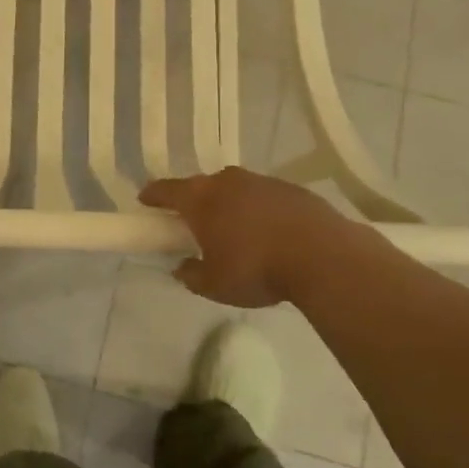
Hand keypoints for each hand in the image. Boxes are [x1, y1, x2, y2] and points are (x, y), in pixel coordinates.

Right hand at [139, 168, 348, 306]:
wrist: (323, 255)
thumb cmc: (257, 269)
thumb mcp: (215, 285)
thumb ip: (192, 275)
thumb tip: (182, 268)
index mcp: (200, 199)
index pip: (166, 190)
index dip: (153, 195)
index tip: (145, 200)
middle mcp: (227, 181)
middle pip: (201, 186)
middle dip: (193, 201)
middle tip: (192, 222)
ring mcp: (260, 181)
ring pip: (234, 189)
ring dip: (229, 204)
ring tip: (234, 229)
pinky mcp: (290, 189)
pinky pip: (263, 196)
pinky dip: (258, 209)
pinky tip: (268, 232)